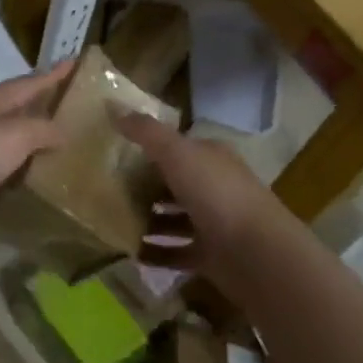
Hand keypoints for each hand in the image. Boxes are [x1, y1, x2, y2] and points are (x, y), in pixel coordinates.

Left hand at [0, 62, 71, 246]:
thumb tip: (63, 130)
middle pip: (14, 111)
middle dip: (40, 110)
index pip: (29, 82)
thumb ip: (41, 130)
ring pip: (2, 146)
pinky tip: (25, 194)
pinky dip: (8, 182)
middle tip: (72, 114)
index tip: (75, 61)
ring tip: (58, 158)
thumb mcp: (11, 137)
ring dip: (26, 149)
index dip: (53, 74)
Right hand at [112, 110, 295, 289]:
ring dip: (147, 221)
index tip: (114, 154)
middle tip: (106, 191)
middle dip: (143, 187)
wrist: (256, 253)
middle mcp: (215, 187)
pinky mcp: (210, 256)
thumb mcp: (177, 153)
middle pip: (174, 184)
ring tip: (112, 223)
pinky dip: (155, 253)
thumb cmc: (217, 194)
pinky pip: (176, 253)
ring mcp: (214, 224)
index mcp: (211, 158)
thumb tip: (112, 106)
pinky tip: (130, 253)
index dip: (148, 149)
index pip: (177, 148)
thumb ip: (146, 132)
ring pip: (173, 219)